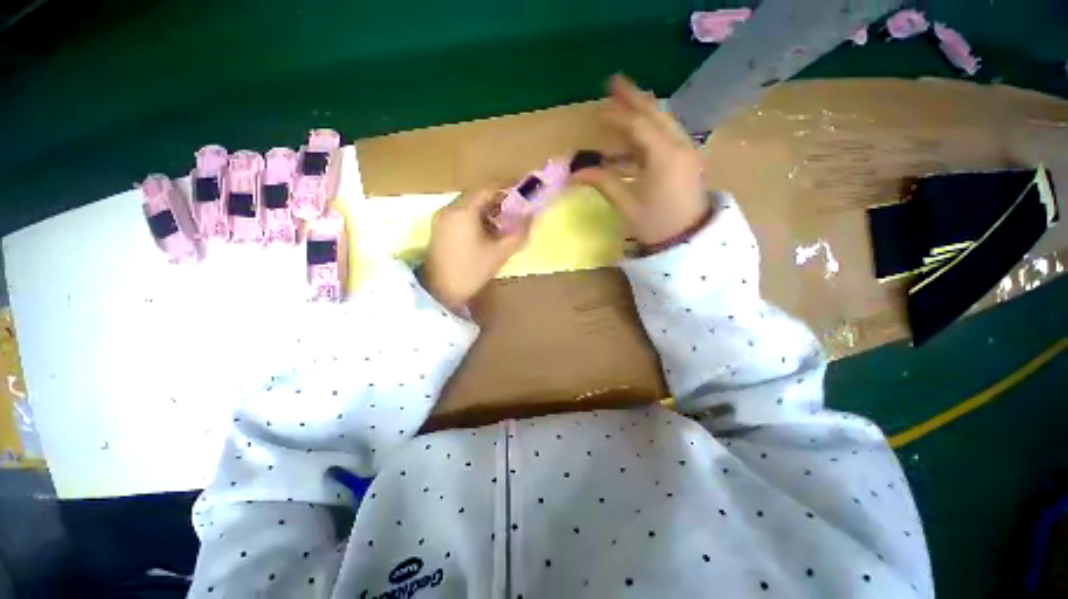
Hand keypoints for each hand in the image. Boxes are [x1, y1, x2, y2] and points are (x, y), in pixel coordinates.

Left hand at [421, 189, 528, 311]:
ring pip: (468, 205)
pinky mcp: (438, 229)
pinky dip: (474, 217)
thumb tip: (531, 215)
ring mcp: (441, 218)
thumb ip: (518, 232)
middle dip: (497, 200)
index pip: (487, 187)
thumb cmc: (472, 271)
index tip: (521, 191)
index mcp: (463, 211)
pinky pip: (459, 214)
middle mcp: (449, 208)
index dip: (506, 186)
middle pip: (476, 195)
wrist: (440, 292)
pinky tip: (484, 232)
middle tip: (514, 210)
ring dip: (486, 209)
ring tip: (502, 223)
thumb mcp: (500, 253)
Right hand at [571, 74, 709, 247]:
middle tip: (615, 82)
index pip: (638, 126)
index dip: (617, 117)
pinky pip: (667, 136)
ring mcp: (687, 151)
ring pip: (664, 122)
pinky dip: (650, 132)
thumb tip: (575, 173)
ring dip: (644, 112)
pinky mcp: (687, 159)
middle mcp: (680, 146)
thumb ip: (604, 182)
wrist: (689, 241)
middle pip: (656, 114)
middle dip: (634, 98)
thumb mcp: (628, 205)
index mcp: (665, 157)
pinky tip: (635, 138)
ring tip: (624, 105)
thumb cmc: (656, 225)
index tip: (599, 111)